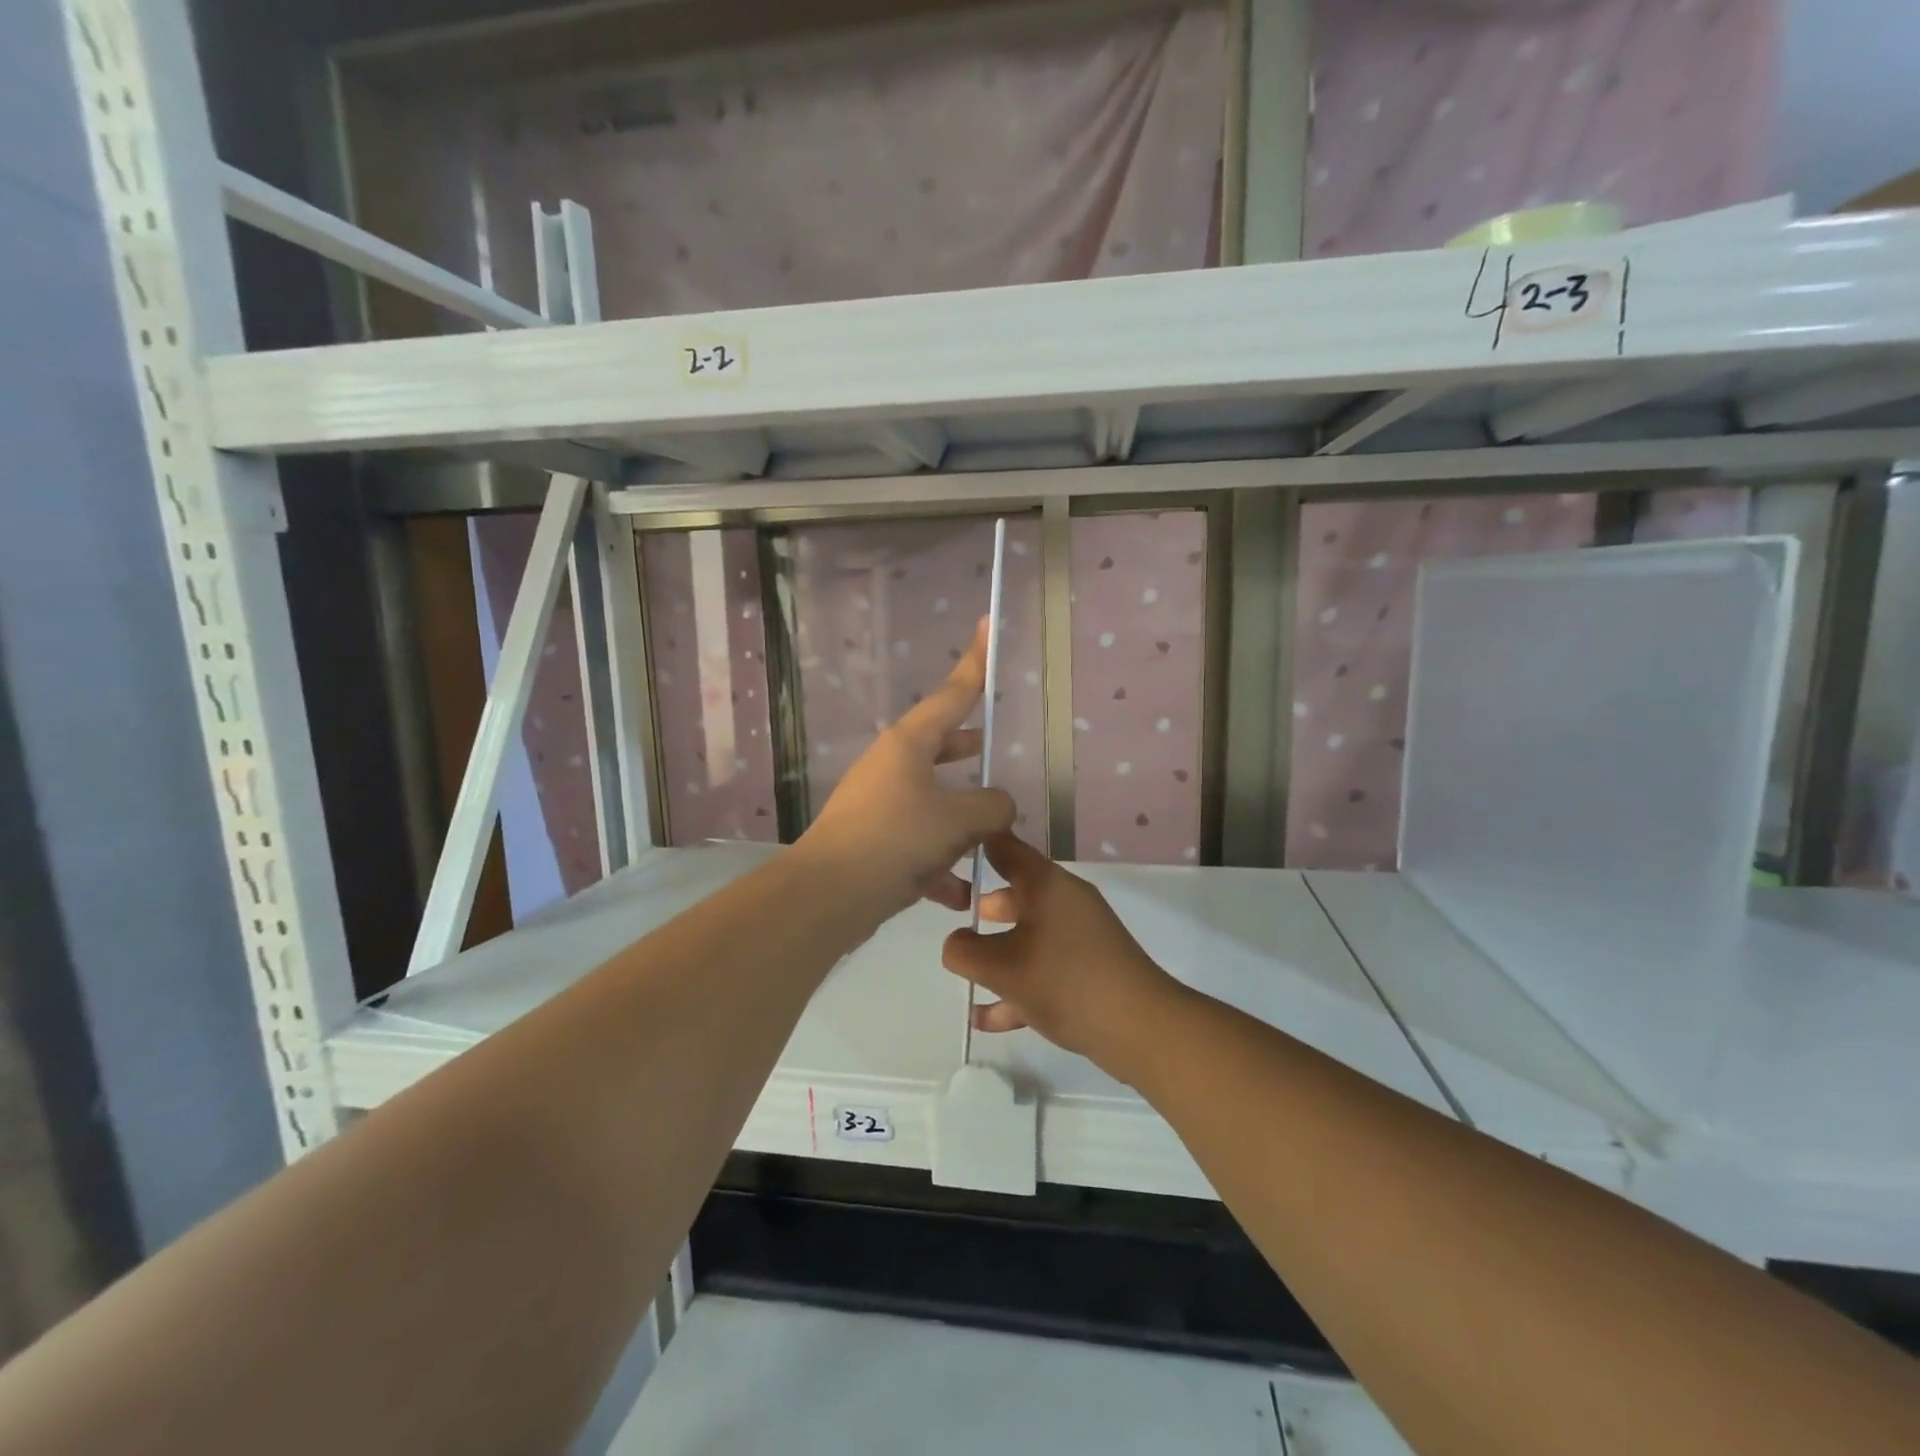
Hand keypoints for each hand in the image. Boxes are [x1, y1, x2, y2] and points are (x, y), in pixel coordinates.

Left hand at [796, 619, 1015, 919]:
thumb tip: (999, 805)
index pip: (953, 693)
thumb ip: (992, 806)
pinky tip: (965, 893)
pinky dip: (941, 863)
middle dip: (968, 747)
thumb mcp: (958, 819)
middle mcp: (892, 766)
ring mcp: (880, 803)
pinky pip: (918, 844)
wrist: (828, 895)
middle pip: (939, 745)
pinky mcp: (874, 842)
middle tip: (994, 745)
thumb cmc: (896, 839)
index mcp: (909, 743)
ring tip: (995, 832)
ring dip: (961, 816)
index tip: (986, 625)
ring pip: (932, 798)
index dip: (975, 661)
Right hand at [941, 832, 1183, 1076]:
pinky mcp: (1090, 971)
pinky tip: (986, 1018)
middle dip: (985, 906)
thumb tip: (956, 943)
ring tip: (965, 971)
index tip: (948, 846)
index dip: (977, 842)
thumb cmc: (1064, 981)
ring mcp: (1081, 937)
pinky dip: (1017, 986)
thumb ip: (965, 951)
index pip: (1006, 847)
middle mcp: (1065, 901)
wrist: (1140, 1028)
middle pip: (1018, 893)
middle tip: (954, 915)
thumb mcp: (1001, 967)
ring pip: (1029, 935)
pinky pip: (1044, 970)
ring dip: (997, 952)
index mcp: (1046, 884)